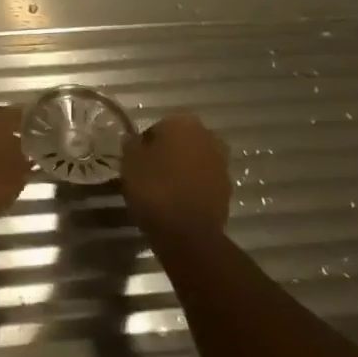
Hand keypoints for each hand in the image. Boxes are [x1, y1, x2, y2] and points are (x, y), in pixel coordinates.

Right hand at [121, 113, 231, 239]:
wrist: (188, 233)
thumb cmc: (154, 189)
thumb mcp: (130, 162)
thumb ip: (132, 144)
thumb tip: (135, 139)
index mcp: (183, 123)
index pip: (159, 126)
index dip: (147, 143)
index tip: (138, 160)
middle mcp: (207, 136)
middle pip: (181, 141)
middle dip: (168, 153)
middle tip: (150, 173)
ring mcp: (221, 163)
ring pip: (195, 160)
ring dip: (182, 169)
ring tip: (164, 189)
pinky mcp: (227, 188)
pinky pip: (204, 180)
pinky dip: (193, 186)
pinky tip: (178, 201)